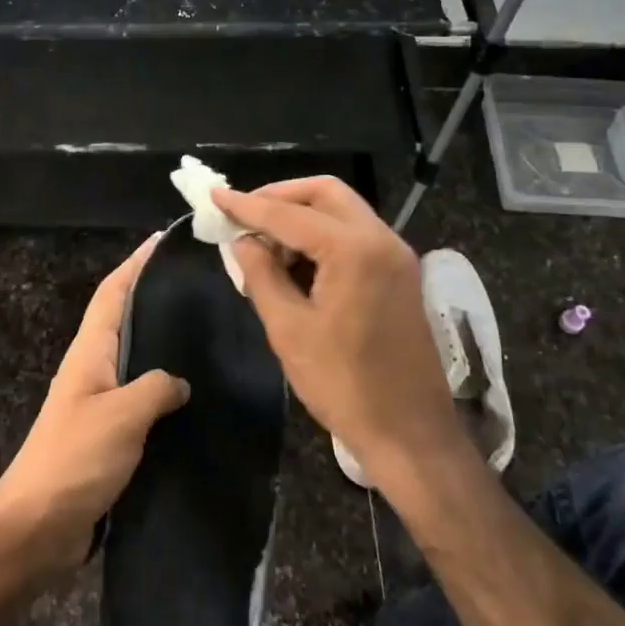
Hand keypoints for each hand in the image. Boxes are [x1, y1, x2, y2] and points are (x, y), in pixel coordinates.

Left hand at [0, 234, 189, 576]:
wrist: (38, 529)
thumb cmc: (74, 460)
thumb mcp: (121, 415)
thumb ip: (156, 387)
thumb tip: (180, 381)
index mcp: (89, 354)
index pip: (112, 294)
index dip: (135, 264)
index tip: (164, 240)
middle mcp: (93, 371)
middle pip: (125, 321)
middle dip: (155, 297)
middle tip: (201, 284)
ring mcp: (100, 406)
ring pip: (137, 362)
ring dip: (164, 345)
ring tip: (207, 332)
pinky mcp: (110, 438)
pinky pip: (143, 402)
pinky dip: (166, 391)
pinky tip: (196, 398)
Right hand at [215, 177, 454, 484]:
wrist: (410, 431)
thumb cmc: (343, 384)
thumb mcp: (288, 329)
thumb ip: (261, 275)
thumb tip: (243, 241)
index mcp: (354, 250)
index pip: (289, 214)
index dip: (247, 205)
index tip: (214, 195)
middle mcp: (381, 239)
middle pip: (325, 193)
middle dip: (280, 196)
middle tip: (243, 214)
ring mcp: (396, 256)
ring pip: (342, 211)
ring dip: (301, 216)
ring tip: (263, 243)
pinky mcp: (400, 274)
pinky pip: (356, 235)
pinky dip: (322, 235)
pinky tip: (295, 261)